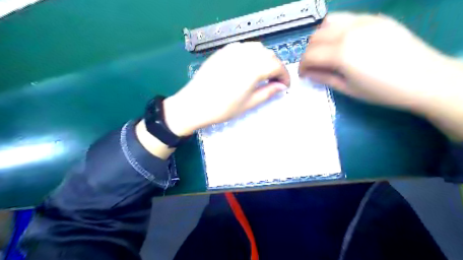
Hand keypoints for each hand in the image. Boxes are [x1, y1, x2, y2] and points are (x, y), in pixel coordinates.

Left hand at [162, 41, 287, 135]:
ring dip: (264, 59)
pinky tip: (248, 66)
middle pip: (268, 54)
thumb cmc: (223, 108)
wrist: (194, 104)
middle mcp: (244, 54)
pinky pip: (243, 47)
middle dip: (276, 67)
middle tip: (275, 81)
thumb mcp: (249, 103)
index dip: (284, 76)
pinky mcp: (222, 51)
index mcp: (253, 68)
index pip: (277, 65)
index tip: (284, 86)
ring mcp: (232, 50)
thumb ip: (268, 92)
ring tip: (263, 73)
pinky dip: (251, 55)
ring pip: (256, 48)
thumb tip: (281, 87)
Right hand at [298, 13, 462, 140]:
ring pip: (328, 23)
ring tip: (325, 51)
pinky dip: (336, 29)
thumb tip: (308, 73)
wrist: (424, 79)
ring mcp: (364, 21)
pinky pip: (347, 18)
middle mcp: (349, 32)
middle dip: (308, 53)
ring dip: (320, 38)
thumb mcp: (348, 89)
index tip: (303, 74)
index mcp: (342, 54)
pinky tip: (342, 42)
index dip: (302, 66)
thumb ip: (324, 78)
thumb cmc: (382, 90)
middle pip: (315, 37)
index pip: (309, 55)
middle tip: (313, 66)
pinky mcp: (375, 18)